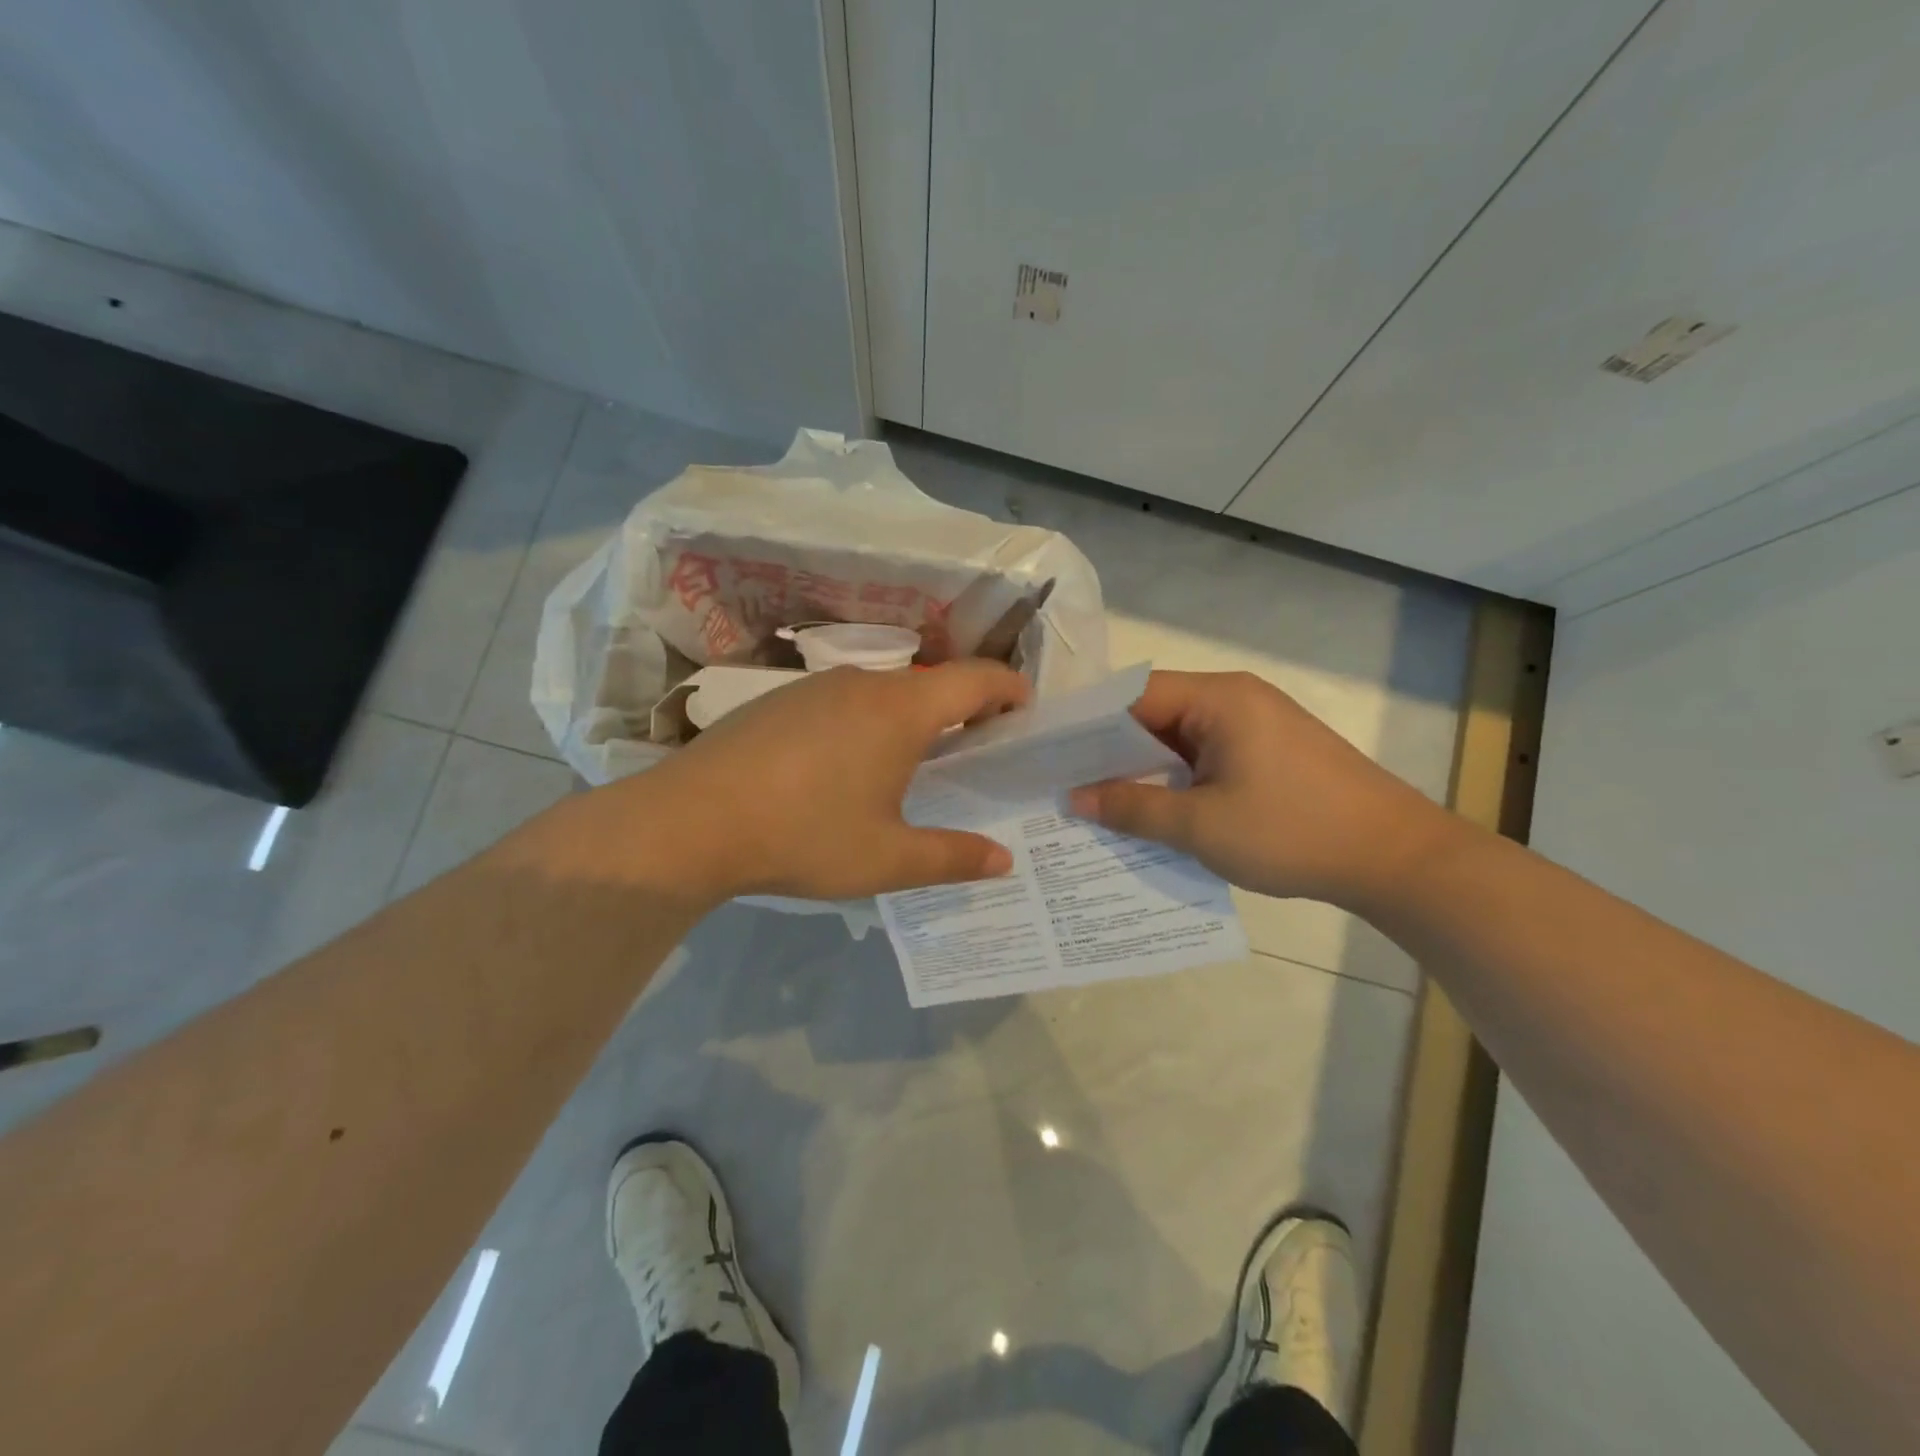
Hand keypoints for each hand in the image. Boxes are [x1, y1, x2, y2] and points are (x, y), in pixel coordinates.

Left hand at [595, 662, 1029, 902]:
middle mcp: (863, 683)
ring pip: (884, 692)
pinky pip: (843, 701)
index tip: (1026, 712)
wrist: (689, 821)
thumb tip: (1004, 859)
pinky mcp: (779, 700)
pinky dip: (867, 722)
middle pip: (931, 683)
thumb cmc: (803, 836)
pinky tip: (844, 767)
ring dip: (911, 717)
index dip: (1010, 689)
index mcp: (901, 710)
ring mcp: (816, 687)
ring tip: (911, 764)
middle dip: (963, 709)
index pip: (976, 679)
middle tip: (974, 753)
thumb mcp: (887, 859)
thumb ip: (953, 857)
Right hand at [1068, 671, 1454, 909]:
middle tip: (1065, 784)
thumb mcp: (1200, 826)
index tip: (1051, 755)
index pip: (1133, 695)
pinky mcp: (1270, 752)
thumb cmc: (1292, 832)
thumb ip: (1132, 808)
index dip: (1089, 725)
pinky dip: (1177, 780)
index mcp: (1219, 698)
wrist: (1397, 859)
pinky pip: (1207, 757)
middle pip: (1155, 714)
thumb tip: (1075, 797)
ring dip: (1146, 769)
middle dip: (1112, 751)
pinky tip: (1154, 811)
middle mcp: (1236, 698)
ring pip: (1180, 739)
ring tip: (1100, 801)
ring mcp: (1257, 725)